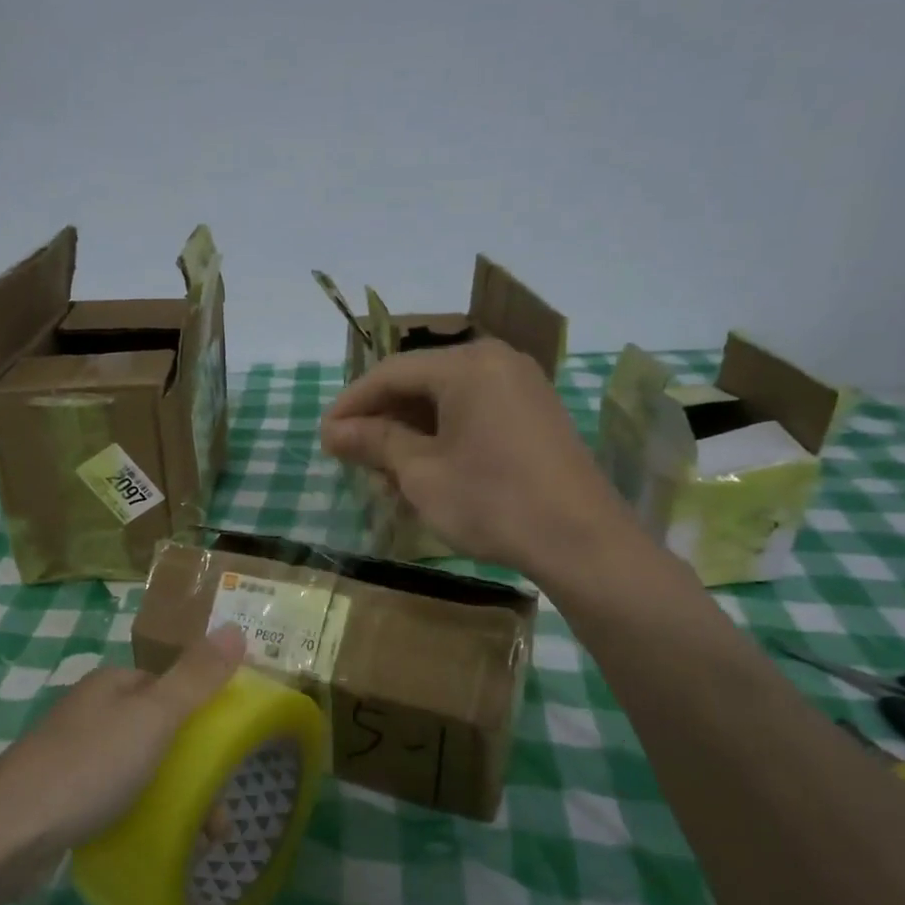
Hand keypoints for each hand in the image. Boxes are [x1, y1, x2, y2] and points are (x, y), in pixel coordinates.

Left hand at [0, 626, 245, 859]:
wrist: (5, 837)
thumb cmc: (88, 767)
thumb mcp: (153, 717)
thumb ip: (196, 677)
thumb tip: (237, 628)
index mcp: (111, 684)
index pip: (170, 685)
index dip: (204, 711)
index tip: (232, 750)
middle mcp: (91, 712)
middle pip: (157, 730)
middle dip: (193, 767)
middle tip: (220, 812)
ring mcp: (72, 755)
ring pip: (139, 768)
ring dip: (174, 797)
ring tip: (201, 838)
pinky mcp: (61, 797)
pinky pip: (115, 798)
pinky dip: (141, 814)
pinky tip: (154, 840)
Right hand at [321, 339, 634, 578]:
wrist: (581, 541)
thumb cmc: (492, 501)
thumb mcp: (421, 473)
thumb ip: (375, 442)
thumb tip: (333, 431)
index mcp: (467, 365)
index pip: (391, 372)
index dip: (351, 403)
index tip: (323, 435)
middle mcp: (496, 362)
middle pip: (420, 382)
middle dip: (381, 420)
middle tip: (350, 456)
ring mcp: (521, 387)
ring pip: (446, 401)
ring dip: (409, 432)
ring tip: (383, 471)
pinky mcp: (535, 415)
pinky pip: (474, 413)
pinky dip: (442, 436)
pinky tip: (424, 470)